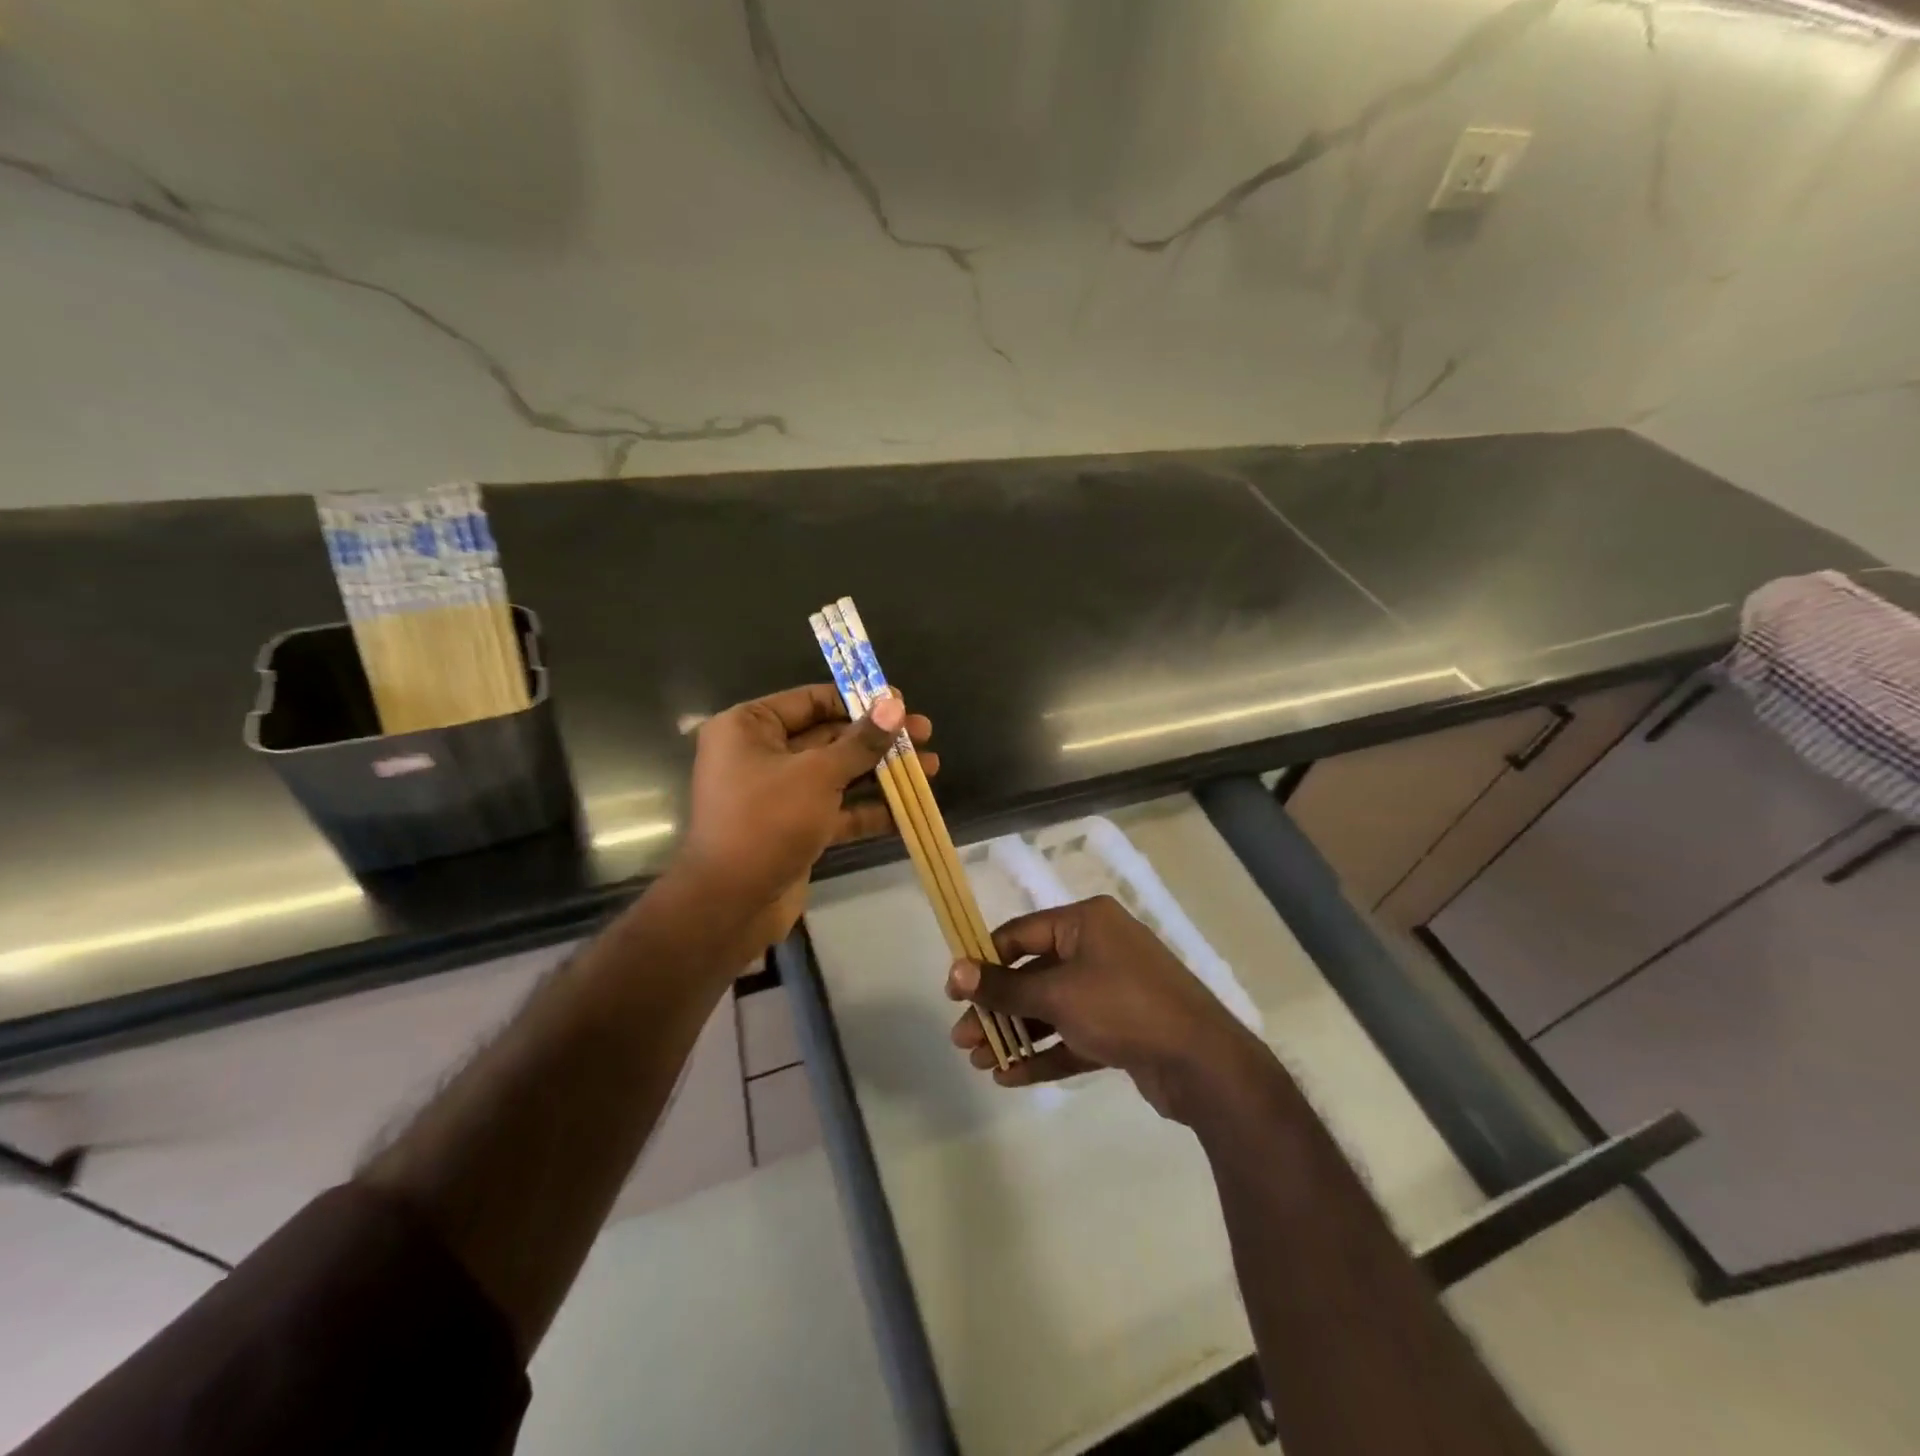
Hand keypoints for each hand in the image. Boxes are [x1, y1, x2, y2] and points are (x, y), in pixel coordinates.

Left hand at [675, 683, 935, 953]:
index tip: (901, 704)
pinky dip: (868, 809)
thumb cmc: (768, 821)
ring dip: (881, 772)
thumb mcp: (818, 774)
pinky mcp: (794, 827)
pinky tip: (909, 809)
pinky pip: (835, 809)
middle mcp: (761, 754)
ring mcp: (779, 794)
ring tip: (931, 767)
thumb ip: (861, 741)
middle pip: (829, 737)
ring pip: (837, 774)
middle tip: (924, 734)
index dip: (859, 701)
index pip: (812, 701)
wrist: (731, 904)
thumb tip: (894, 702)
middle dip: (878, 740)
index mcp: (749, 727)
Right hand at [946, 895, 1264, 1121]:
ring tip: (981, 1062)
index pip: (1021, 934)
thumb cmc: (1123, 1007)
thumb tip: (954, 972)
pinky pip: (1072, 1035)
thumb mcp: (1057, 994)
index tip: (955, 992)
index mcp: (1085, 923)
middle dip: (998, 1008)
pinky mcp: (1121, 1028)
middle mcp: (1098, 948)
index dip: (984, 961)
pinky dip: (1044, 1053)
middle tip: (964, 1039)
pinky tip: (1011, 1077)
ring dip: (1016, 1034)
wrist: (1202, 1063)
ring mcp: (1111, 989)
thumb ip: (1004, 986)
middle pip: (1033, 974)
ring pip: (1051, 1008)